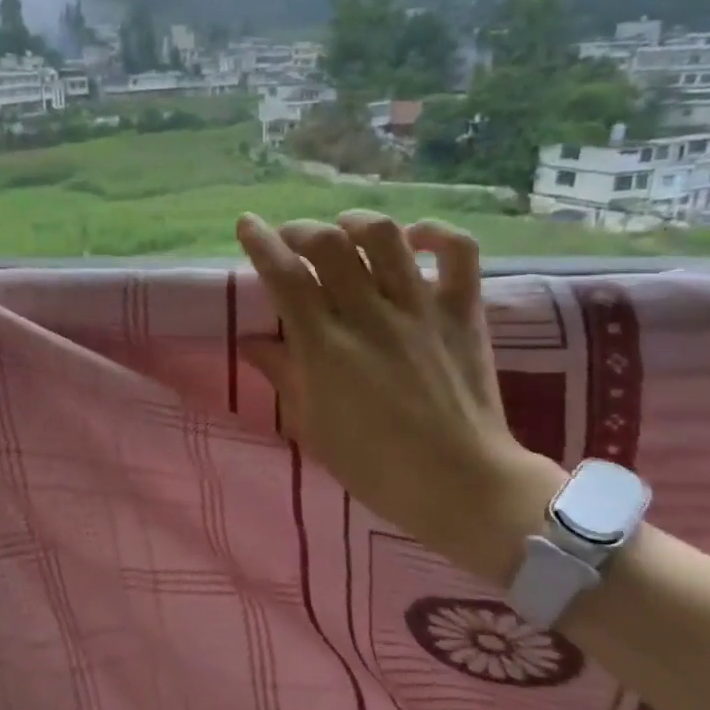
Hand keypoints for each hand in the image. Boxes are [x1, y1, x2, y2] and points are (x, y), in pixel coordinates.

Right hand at [236, 211, 566, 582]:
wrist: (461, 485)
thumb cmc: (375, 466)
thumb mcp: (312, 426)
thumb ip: (282, 375)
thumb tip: (250, 342)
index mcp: (326, 347)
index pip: (285, 277)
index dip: (261, 244)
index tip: (246, 224)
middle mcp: (370, 316)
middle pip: (329, 245)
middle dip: (301, 230)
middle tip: (292, 240)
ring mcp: (421, 310)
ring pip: (386, 237)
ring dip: (356, 223)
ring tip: (344, 232)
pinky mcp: (463, 313)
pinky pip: (458, 253)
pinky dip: (435, 234)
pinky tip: (414, 239)